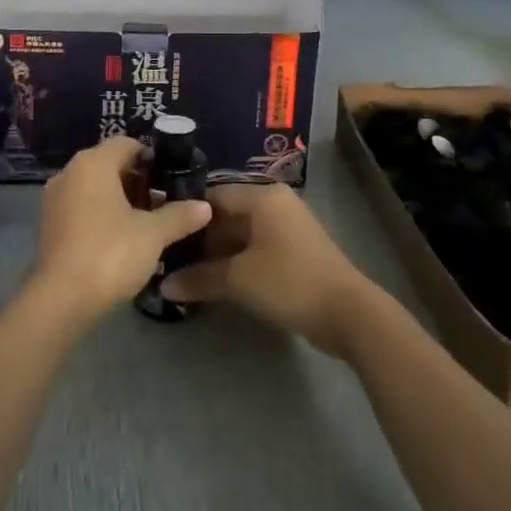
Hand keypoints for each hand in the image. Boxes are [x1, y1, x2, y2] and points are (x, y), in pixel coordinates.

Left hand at [32, 136, 211, 327]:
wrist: (61, 300)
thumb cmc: (110, 254)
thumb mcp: (153, 234)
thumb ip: (179, 215)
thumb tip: (205, 206)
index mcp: (93, 163)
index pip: (127, 144)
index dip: (152, 157)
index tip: (173, 177)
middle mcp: (69, 172)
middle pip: (109, 163)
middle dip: (138, 180)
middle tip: (165, 202)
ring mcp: (54, 198)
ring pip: (94, 186)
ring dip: (120, 198)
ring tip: (147, 221)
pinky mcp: (48, 223)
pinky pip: (80, 205)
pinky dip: (101, 213)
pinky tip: (121, 237)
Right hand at [159, 183, 377, 356]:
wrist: (349, 314)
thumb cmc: (289, 283)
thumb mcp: (239, 280)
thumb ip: (199, 278)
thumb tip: (163, 285)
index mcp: (262, 197)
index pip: (212, 196)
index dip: (185, 215)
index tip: (161, 232)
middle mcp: (275, 202)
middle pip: (226, 214)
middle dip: (199, 237)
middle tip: (168, 256)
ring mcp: (288, 226)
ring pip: (241, 232)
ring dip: (217, 251)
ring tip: (185, 270)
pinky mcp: (295, 249)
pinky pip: (256, 246)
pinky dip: (236, 259)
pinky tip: (216, 278)